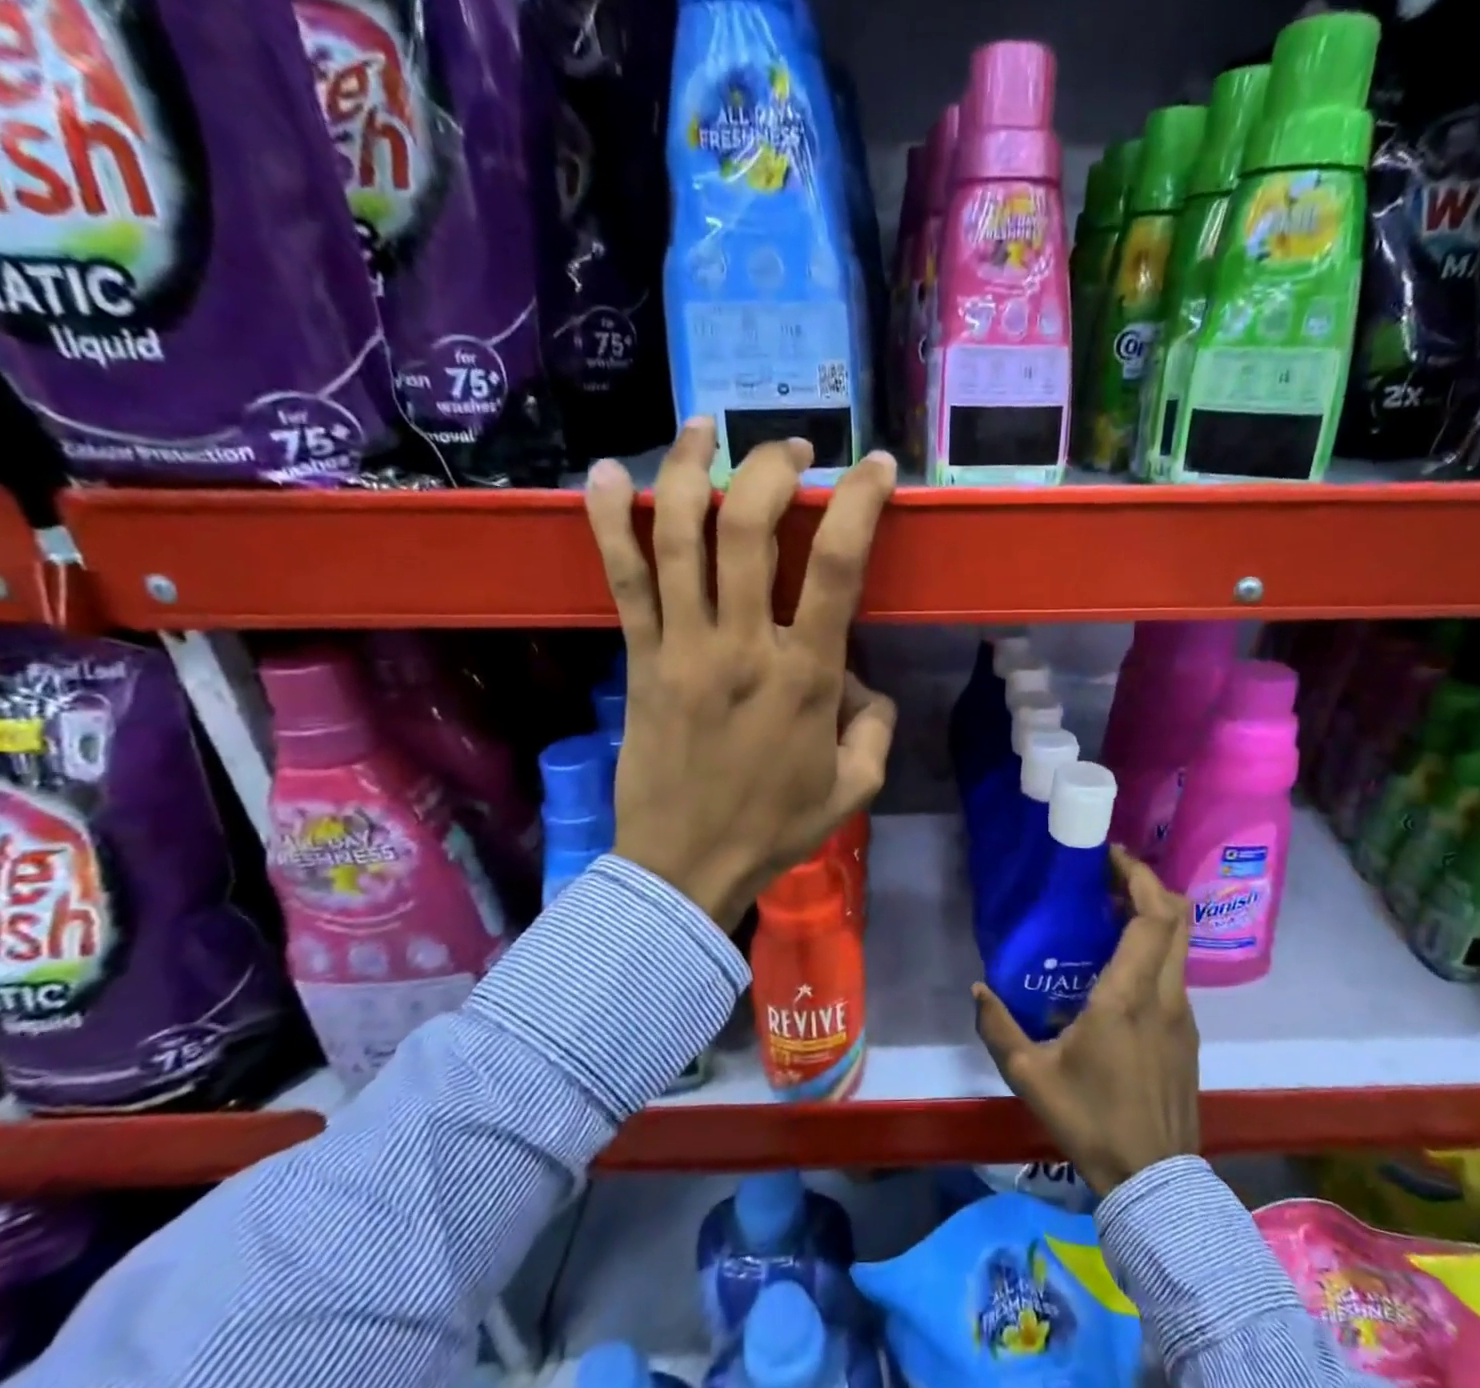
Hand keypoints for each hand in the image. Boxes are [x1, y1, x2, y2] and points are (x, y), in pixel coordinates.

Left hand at [584, 419, 898, 929]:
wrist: (686, 866)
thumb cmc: (777, 828)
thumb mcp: (856, 785)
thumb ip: (874, 724)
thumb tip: (860, 680)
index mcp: (805, 676)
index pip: (837, 566)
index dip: (860, 503)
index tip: (877, 468)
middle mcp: (742, 645)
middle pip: (748, 528)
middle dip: (773, 469)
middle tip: (792, 451)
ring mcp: (682, 646)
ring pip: (678, 536)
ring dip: (690, 469)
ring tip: (705, 429)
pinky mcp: (638, 659)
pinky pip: (620, 579)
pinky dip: (607, 521)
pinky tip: (603, 474)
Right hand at [973, 848, 1200, 1196]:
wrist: (1154, 1183)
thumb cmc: (1091, 1121)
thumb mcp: (1032, 1077)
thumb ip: (1000, 1028)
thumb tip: (979, 989)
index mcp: (1128, 996)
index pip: (1152, 917)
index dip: (1138, 877)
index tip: (1110, 857)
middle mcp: (1164, 995)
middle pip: (1177, 918)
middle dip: (1149, 884)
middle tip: (1110, 875)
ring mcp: (1183, 1015)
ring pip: (1180, 945)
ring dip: (1152, 917)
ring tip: (1109, 914)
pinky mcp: (1187, 1034)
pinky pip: (1175, 973)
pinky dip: (1155, 949)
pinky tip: (1120, 968)